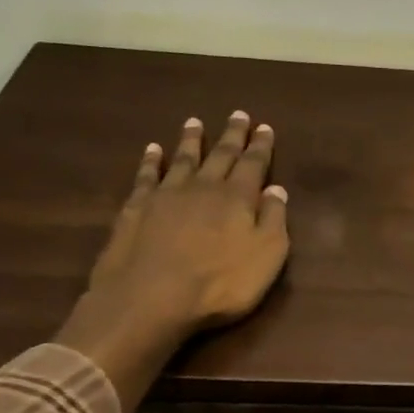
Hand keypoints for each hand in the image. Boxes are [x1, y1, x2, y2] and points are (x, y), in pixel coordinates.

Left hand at [54, 111, 289, 409]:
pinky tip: (152, 150)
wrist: (151, 298)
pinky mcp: (136, 208)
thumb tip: (276, 189)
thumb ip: (273, 220)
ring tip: (195, 122)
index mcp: (238, 198)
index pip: (253, 164)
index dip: (260, 146)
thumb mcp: (266, 256)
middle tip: (238, 114)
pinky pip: (146, 176)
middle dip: (231, 135)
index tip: (264, 127)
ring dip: (191, 140)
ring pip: (183, 159)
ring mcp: (166, 195)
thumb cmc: (220, 284)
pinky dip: (151, 161)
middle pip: (220, 155)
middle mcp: (203, 187)